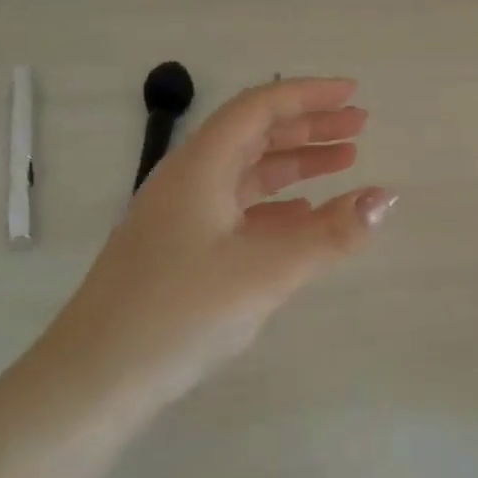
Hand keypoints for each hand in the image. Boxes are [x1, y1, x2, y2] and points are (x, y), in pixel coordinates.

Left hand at [35, 77, 394, 417]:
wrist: (92, 383)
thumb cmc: (179, 313)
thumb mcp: (266, 271)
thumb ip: (330, 233)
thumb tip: (385, 197)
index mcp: (201, 166)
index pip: (260, 107)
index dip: (310, 94)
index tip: (354, 94)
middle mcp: (188, 179)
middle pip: (255, 134)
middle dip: (310, 126)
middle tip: (360, 126)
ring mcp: (179, 216)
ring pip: (247, 172)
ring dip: (295, 163)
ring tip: (344, 163)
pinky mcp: (177, 250)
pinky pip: (236, 208)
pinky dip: (275, 203)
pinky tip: (301, 217)